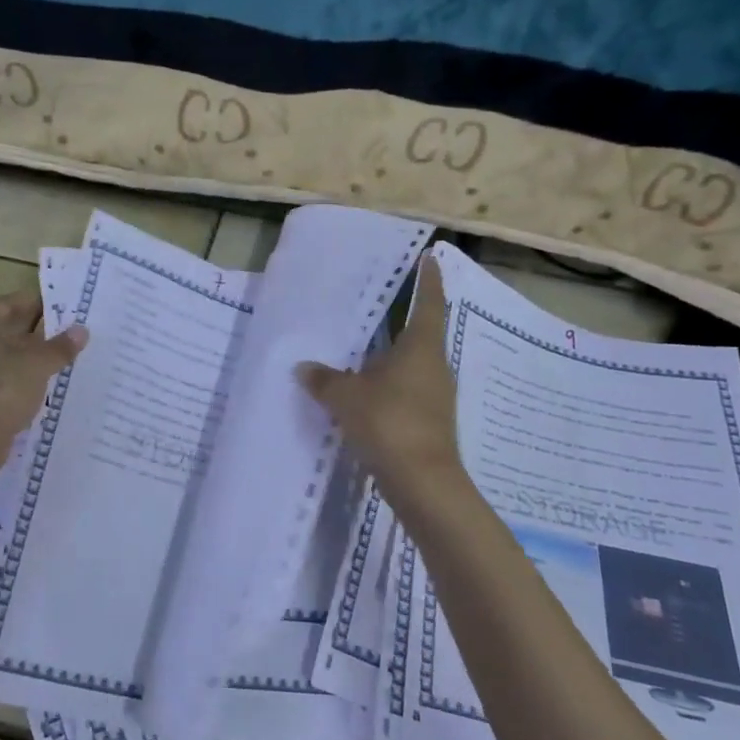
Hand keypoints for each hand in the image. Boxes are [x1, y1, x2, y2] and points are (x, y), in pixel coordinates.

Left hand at [0, 290, 86, 482]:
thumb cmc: (6, 386)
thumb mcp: (40, 363)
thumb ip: (61, 346)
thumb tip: (81, 331)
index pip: (9, 303)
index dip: (35, 303)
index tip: (59, 308)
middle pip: (4, 330)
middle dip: (33, 332)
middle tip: (63, 334)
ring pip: (1, 356)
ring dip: (26, 356)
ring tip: (56, 360)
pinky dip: (16, 378)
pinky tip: (37, 386)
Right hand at [297, 254, 462, 495]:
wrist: (422, 482)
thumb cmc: (388, 422)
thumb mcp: (345, 397)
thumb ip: (324, 379)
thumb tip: (304, 367)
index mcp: (421, 347)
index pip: (429, 302)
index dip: (429, 279)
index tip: (430, 257)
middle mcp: (434, 366)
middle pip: (421, 333)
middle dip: (402, 318)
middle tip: (378, 302)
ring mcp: (435, 396)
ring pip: (412, 365)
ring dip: (391, 355)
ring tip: (362, 347)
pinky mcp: (429, 421)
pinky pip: (406, 390)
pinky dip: (387, 384)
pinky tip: (365, 390)